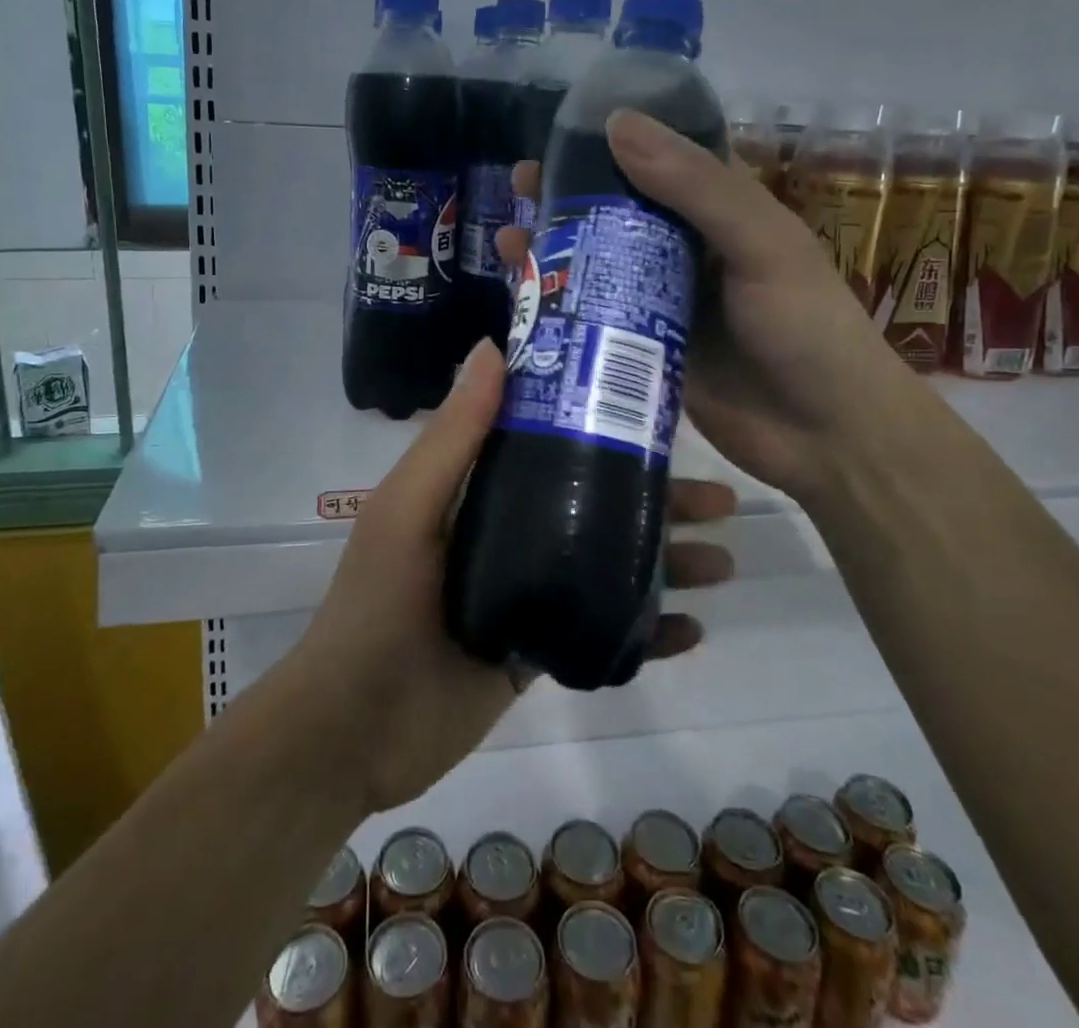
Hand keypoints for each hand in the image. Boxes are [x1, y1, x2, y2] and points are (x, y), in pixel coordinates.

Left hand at [292, 338, 738, 813]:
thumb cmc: (378, 606)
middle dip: (658, 499)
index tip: (661, 411)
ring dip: (667, 561)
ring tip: (725, 562)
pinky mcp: (538, 649)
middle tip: (722, 499)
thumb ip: (453, 435)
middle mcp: (508, 531)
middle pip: (596, 503)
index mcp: (478, 489)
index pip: (551, 442)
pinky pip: (605, 630)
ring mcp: (528, 592)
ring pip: (609, 563)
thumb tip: (492, 347)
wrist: (353, 731)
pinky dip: (649, 630)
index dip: (604, 424)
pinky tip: (693, 631)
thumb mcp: (409, 509)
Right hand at [497, 110, 904, 495]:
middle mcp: (689, 251)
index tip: (560, 135)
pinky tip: (525, 300)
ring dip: (555, 250)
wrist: (826, 436)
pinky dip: (563, 305)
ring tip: (509, 241)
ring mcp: (663, 303)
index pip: (661, 160)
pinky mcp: (645, 349)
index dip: (612, 143)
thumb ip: (696, 187)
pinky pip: (598, 317)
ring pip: (600, 264)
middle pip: (618, 212)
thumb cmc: (805, 328)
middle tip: (519, 186)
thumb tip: (616, 124)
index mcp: (722, 212)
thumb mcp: (761, 244)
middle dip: (569, 197)